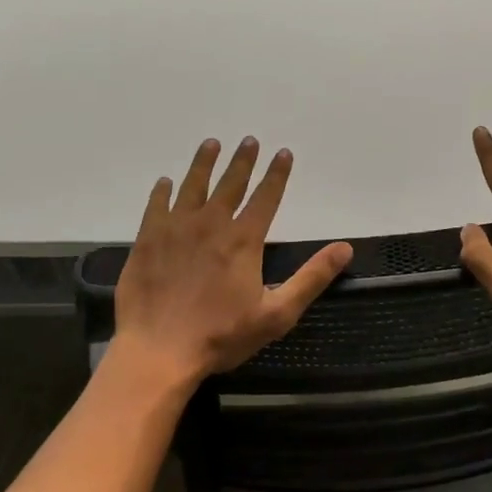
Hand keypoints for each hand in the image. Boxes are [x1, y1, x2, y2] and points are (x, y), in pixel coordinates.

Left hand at [112, 137, 351, 387]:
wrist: (158, 351)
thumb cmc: (221, 335)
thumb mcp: (277, 314)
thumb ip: (311, 278)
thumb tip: (345, 248)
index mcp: (243, 240)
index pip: (266, 197)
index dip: (277, 174)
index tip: (283, 153)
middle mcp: (211, 224)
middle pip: (230, 184)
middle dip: (243, 160)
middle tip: (249, 140)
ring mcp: (175, 229)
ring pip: (192, 186)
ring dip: (204, 163)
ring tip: (211, 144)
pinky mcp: (147, 240)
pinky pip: (156, 206)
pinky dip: (162, 191)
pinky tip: (165, 182)